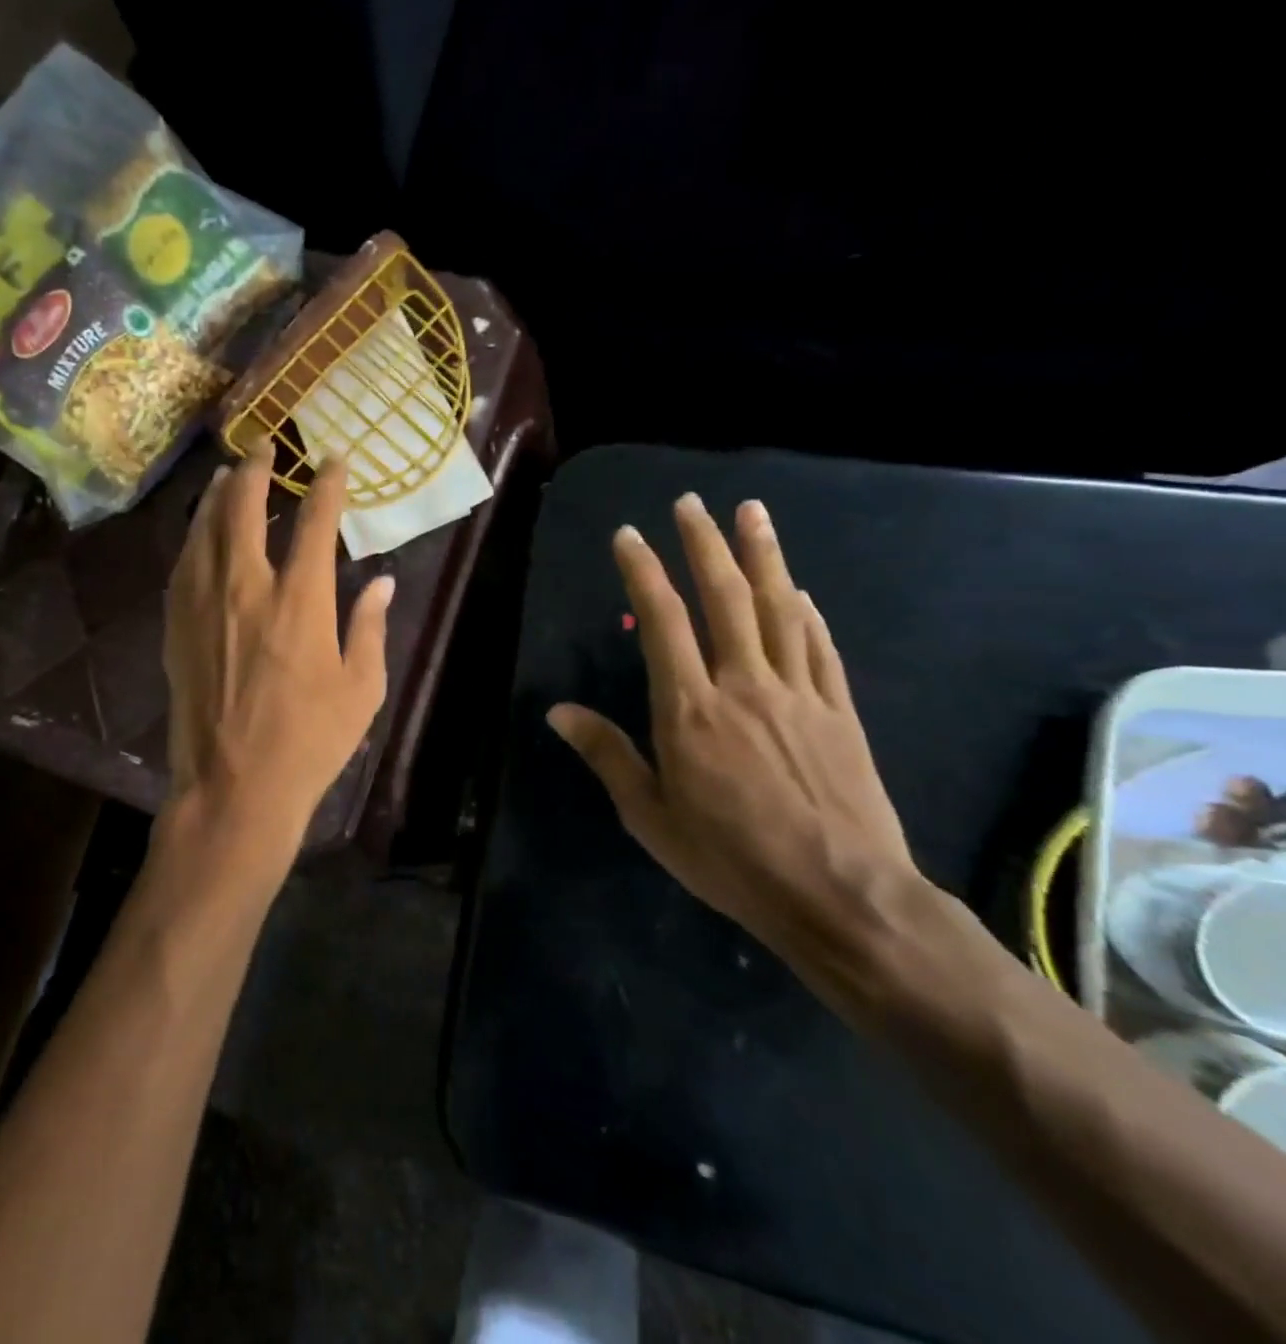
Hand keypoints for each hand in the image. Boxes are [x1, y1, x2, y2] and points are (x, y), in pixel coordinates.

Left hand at [164, 441, 392, 857]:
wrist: (234, 787)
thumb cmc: (310, 742)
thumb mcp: (362, 690)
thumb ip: (369, 628)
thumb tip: (382, 584)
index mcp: (301, 602)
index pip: (314, 522)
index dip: (327, 486)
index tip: (334, 461)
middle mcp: (247, 589)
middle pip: (244, 510)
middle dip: (256, 471)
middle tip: (262, 447)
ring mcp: (203, 606)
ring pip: (205, 530)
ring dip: (217, 496)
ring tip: (227, 475)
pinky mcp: (176, 628)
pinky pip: (182, 566)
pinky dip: (193, 537)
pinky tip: (199, 531)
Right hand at [547, 494, 920, 964]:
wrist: (841, 896)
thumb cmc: (731, 859)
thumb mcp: (650, 817)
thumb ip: (607, 754)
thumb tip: (558, 711)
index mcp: (690, 710)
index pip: (663, 622)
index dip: (644, 572)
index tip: (629, 535)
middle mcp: (744, 685)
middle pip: (726, 598)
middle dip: (705, 544)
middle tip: (692, 502)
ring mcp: (799, 694)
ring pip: (779, 609)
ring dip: (764, 556)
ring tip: (752, 513)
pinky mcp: (840, 713)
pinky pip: (820, 649)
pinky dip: (808, 613)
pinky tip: (801, 591)